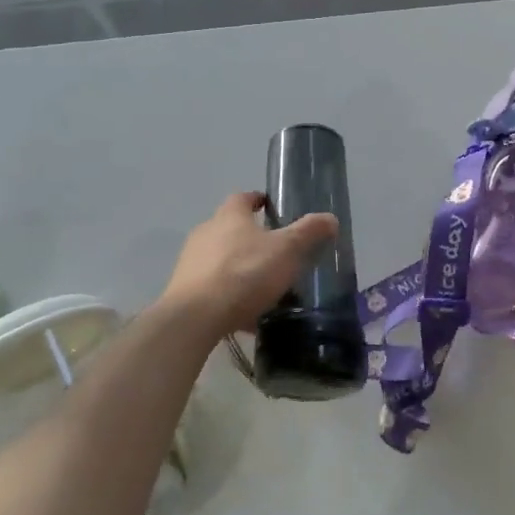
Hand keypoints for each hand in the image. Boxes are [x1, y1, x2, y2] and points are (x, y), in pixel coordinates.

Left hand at [160, 193, 338, 338]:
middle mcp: (206, 233)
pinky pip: (214, 288)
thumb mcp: (287, 250)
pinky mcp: (184, 290)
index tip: (272, 208)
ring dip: (240, 269)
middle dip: (251, 238)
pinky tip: (247, 316)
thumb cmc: (245, 273)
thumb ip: (309, 232)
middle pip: (230, 229)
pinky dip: (230, 296)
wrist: (196, 316)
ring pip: (221, 260)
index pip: (243, 198)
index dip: (258, 201)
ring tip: (264, 287)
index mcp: (230, 216)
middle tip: (276, 252)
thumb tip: (330, 218)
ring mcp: (191, 262)